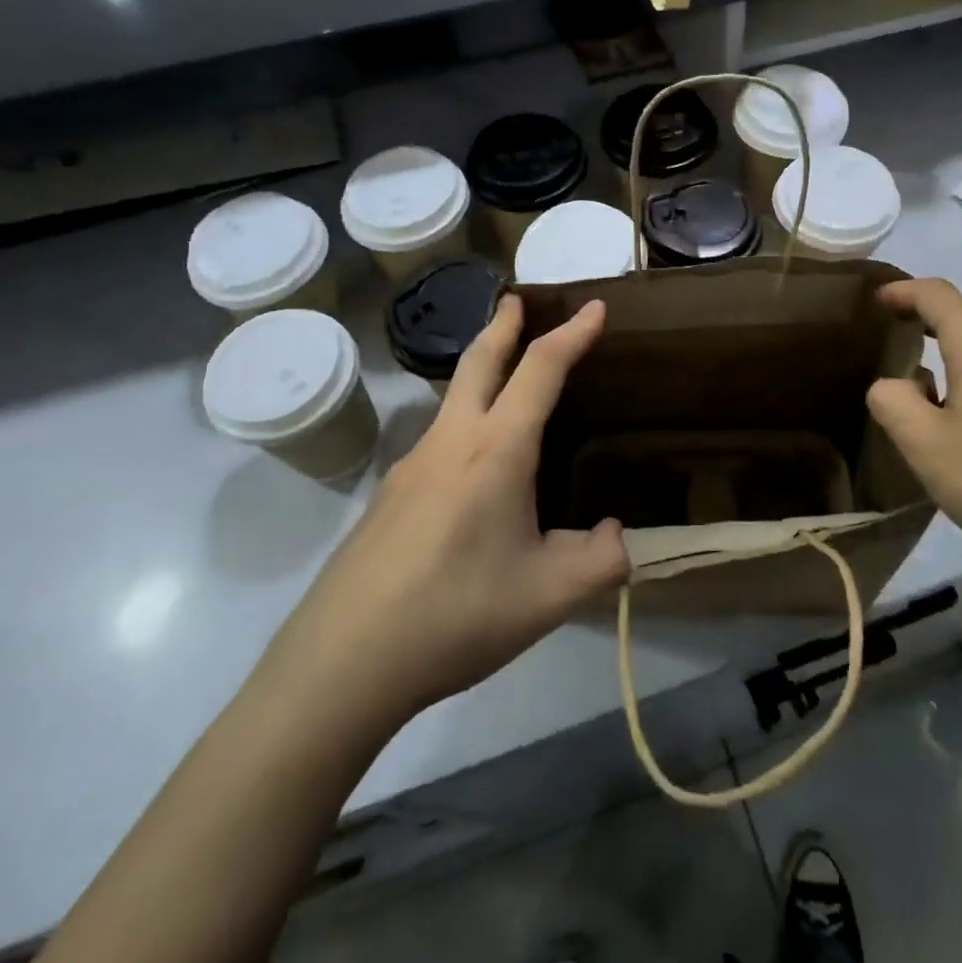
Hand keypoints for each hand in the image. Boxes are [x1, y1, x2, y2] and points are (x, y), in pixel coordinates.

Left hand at [272, 296, 629, 722]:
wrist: (343, 662)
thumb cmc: (456, 614)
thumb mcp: (549, 596)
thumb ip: (602, 561)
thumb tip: (618, 537)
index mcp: (496, 451)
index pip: (540, 370)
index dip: (571, 334)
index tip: (592, 306)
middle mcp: (451, 442)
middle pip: (478, 362)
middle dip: (503, 325)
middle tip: (518, 301)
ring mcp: (411, 467)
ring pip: (452, 400)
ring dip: (480, 373)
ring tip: (504, 384)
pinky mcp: (388, 498)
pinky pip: (437, 442)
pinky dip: (464, 424)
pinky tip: (472, 473)